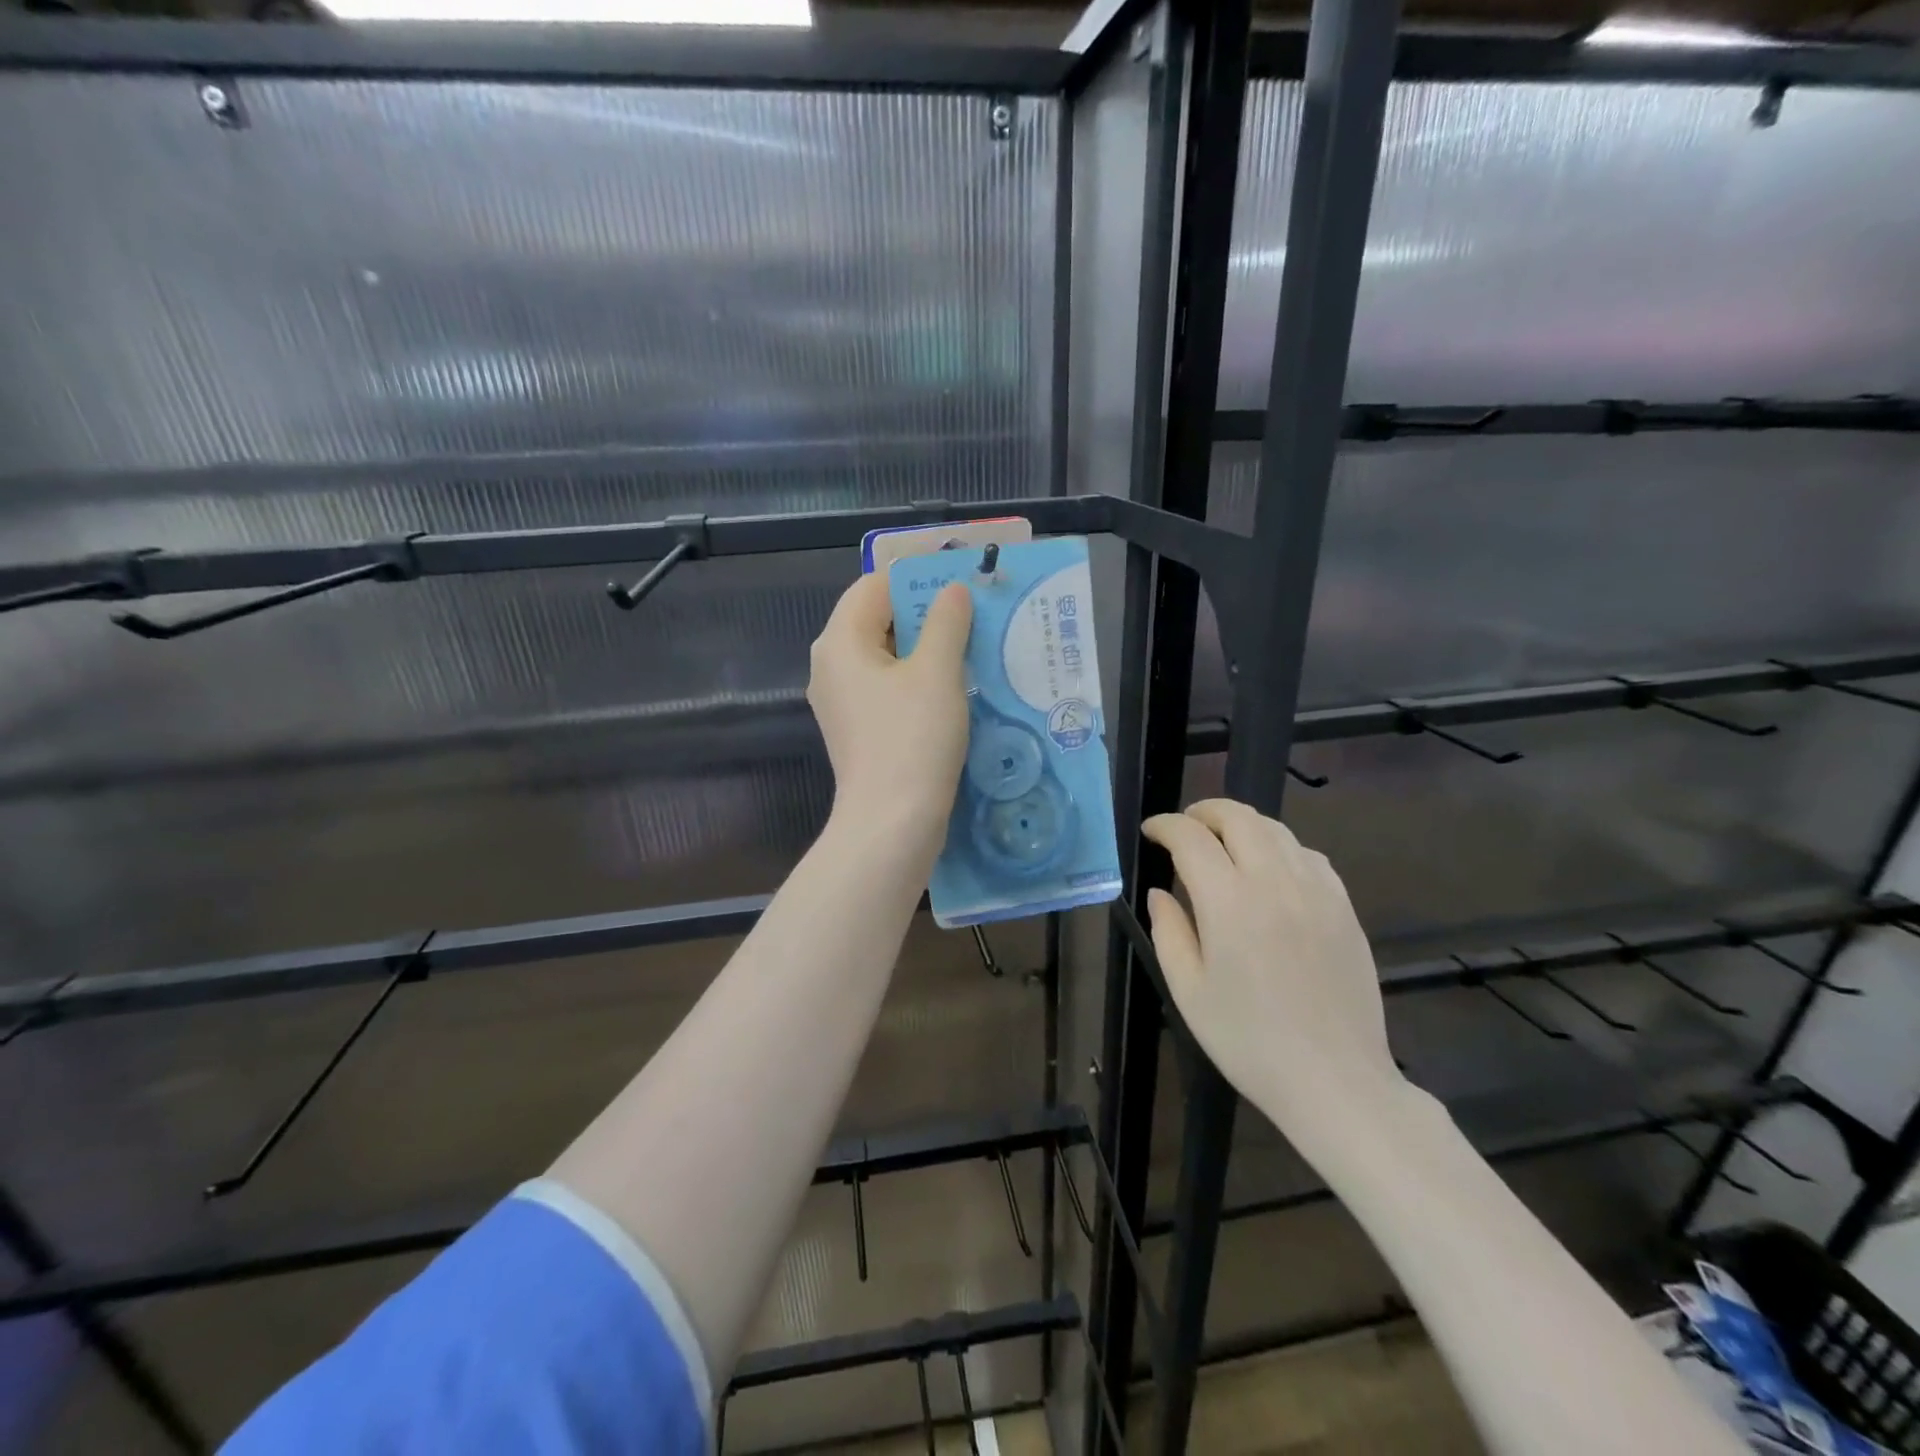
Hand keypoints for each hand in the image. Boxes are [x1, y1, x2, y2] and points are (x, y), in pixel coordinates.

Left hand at [808, 573, 972, 858]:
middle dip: (925, 613)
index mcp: (840, 641)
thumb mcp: (937, 672)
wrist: (891, 824)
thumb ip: (946, 622)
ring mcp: (841, 701)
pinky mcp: (857, 729)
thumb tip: (952, 590)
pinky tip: (953, 688)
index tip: (961, 582)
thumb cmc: (913, 739)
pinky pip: (886, 688)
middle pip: (877, 619)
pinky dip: (916, 680)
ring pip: (885, 656)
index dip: (917, 577)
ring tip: (972, 648)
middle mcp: (831, 665)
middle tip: (974, 615)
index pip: (874, 585)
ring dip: (926, 648)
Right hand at [1142, 800, 1408, 1158]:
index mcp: (1229, 902)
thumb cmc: (1249, 1042)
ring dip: (1242, 825)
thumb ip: (1169, 932)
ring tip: (1223, 843)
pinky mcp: (1344, 907)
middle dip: (1204, 812)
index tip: (1151, 832)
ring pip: (1276, 829)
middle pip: (1238, 817)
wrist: (1335, 1081)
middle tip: (1184, 828)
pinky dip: (1280, 847)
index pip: (1191, 838)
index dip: (1165, 825)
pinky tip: (1270, 870)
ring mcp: (1317, 891)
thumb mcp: (1189, 991)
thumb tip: (1160, 892)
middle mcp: (1275, 882)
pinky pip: (1309, 855)